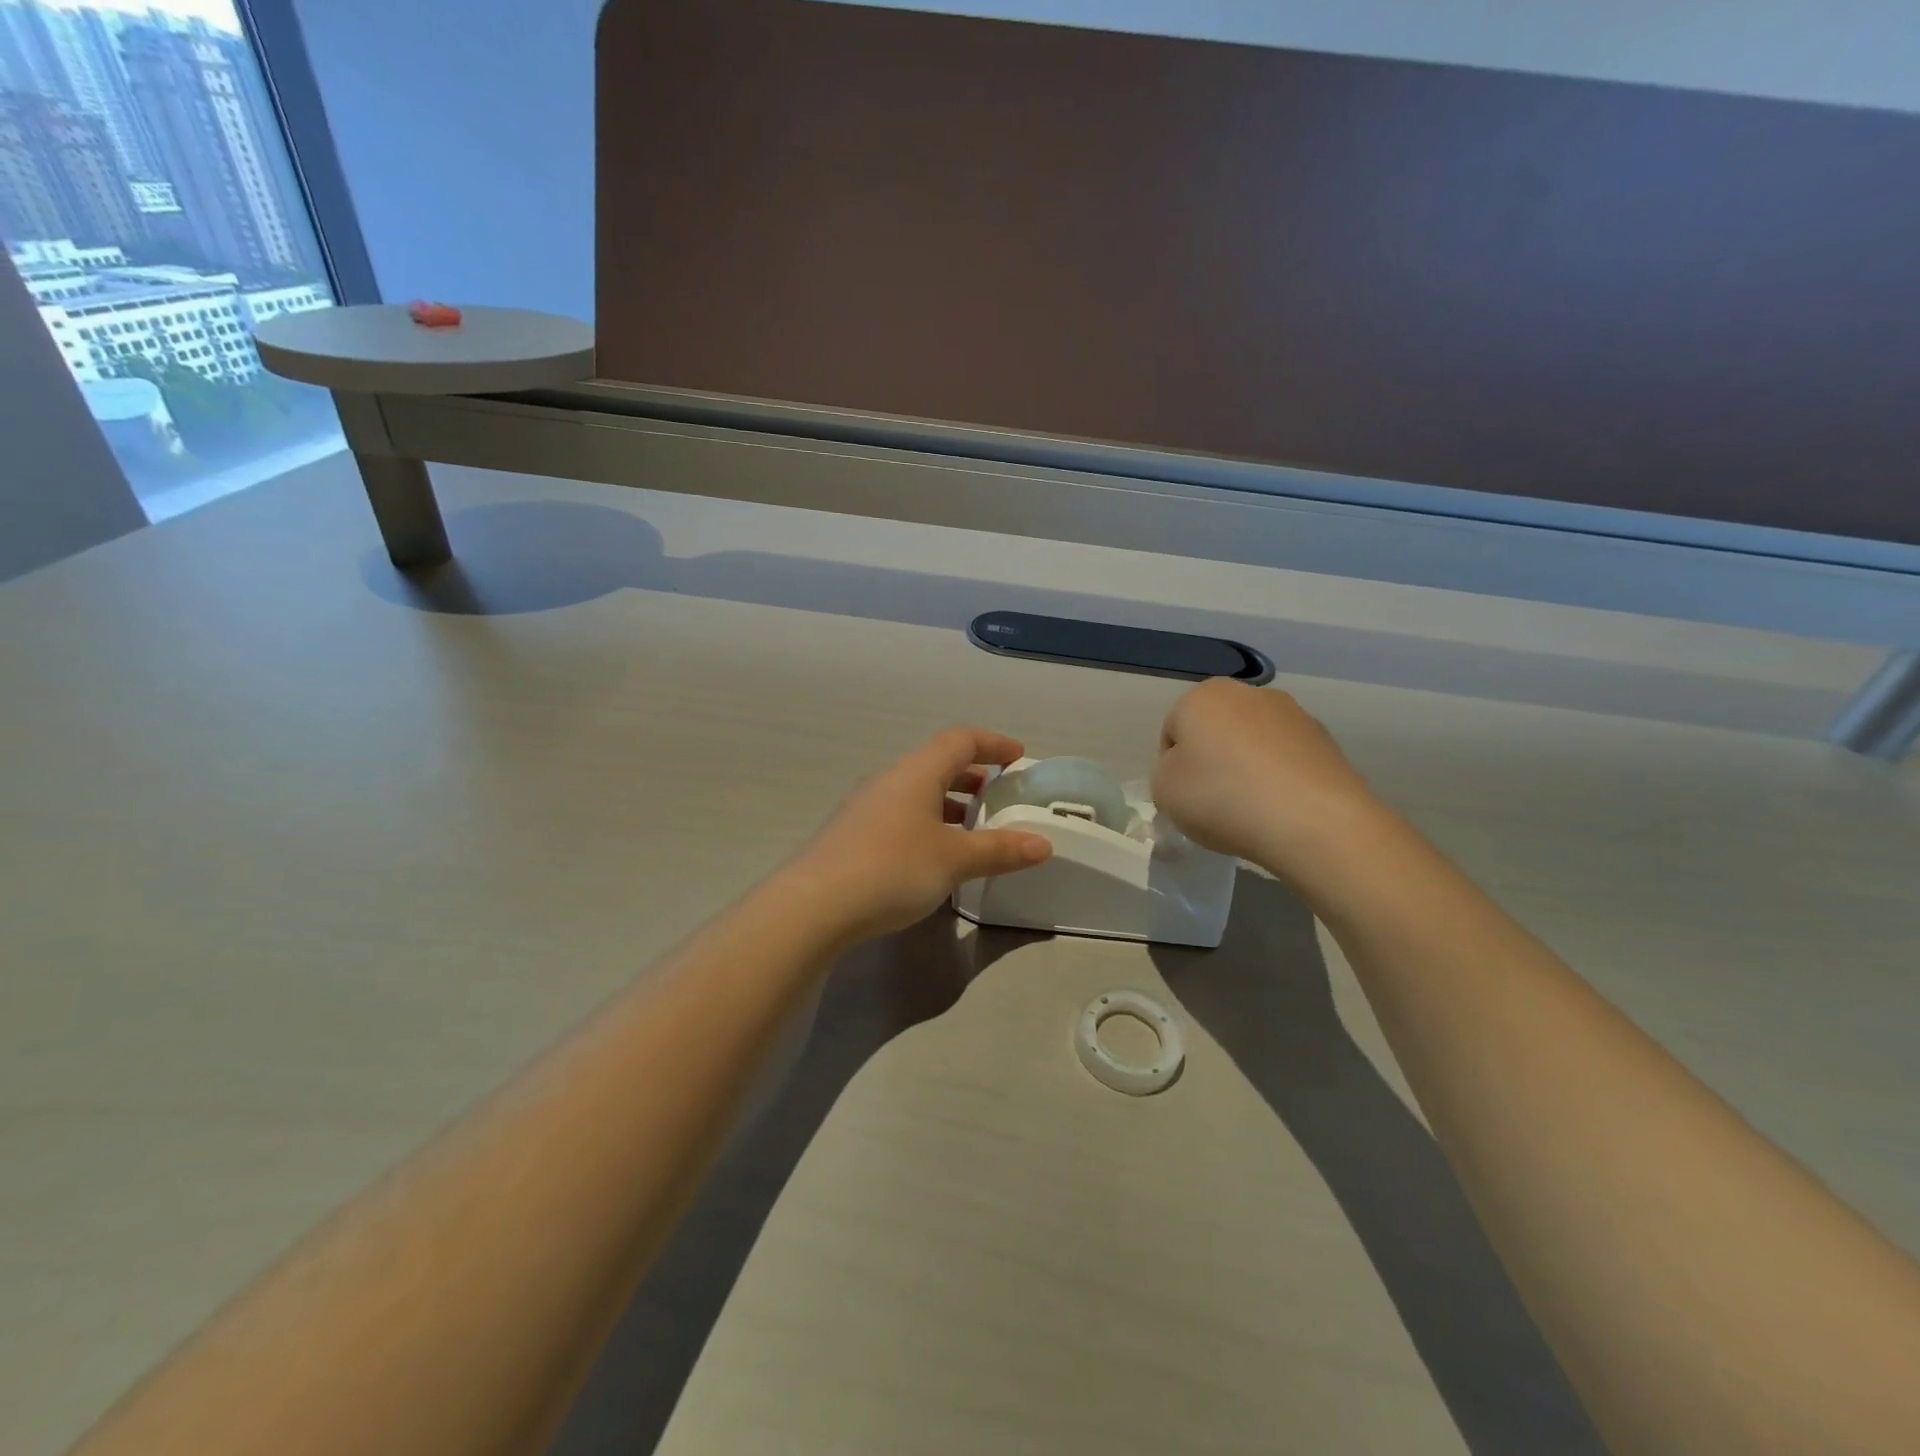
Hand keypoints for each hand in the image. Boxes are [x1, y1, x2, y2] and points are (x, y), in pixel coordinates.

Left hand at [785, 728, 1053, 944]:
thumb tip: (1044, 844)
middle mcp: (890, 780)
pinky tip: (935, 857)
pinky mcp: (853, 835)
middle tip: (1000, 796)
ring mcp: (867, 807)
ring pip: (917, 792)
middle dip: (973, 776)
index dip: (993, 744)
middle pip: (938, 764)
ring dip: (949, 803)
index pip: (960, 740)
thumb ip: (1000, 850)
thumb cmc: (892, 868)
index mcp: (916, 772)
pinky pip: (901, 816)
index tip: (1019, 758)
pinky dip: (928, 824)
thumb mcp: (954, 860)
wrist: (814, 905)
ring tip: (973, 829)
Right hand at [1152, 679, 1379, 878]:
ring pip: (1254, 743)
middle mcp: (1249, 693)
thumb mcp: (1163, 792)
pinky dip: (1280, 779)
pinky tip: (1281, 810)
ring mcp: (1294, 714)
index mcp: (1203, 696)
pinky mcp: (1327, 741)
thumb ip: (1166, 773)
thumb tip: (1192, 771)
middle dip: (1213, 761)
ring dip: (1248, 768)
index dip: (1172, 766)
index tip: (1183, 796)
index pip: (1173, 730)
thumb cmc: (1222, 798)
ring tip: (1252, 811)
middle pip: (1217, 730)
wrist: (1312, 821)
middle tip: (1214, 802)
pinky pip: (1287, 760)